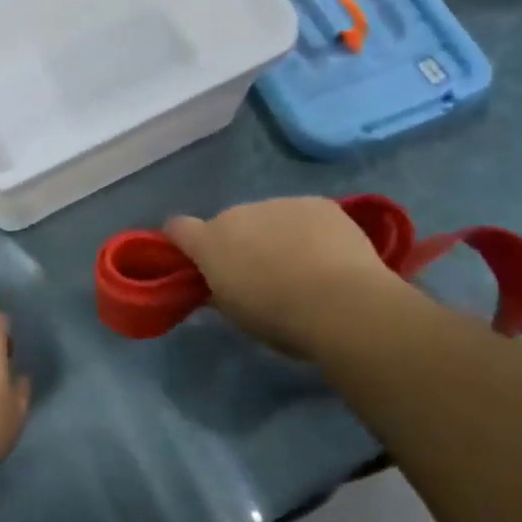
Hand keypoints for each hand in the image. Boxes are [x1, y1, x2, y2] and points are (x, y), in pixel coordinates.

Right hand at [165, 197, 409, 356]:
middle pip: (229, 224)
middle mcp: (239, 213)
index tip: (194, 261)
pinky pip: (304, 214)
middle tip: (262, 275)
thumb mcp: (237, 315)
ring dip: (274, 235)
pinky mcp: (318, 203)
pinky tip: (329, 256)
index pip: (178, 228)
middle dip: (239, 243)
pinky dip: (309, 230)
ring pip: (268, 217)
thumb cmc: (280, 318)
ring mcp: (280, 203)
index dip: (182, 242)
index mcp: (211, 242)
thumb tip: (216, 284)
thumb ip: (219, 292)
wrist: (343, 304)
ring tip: (302, 267)